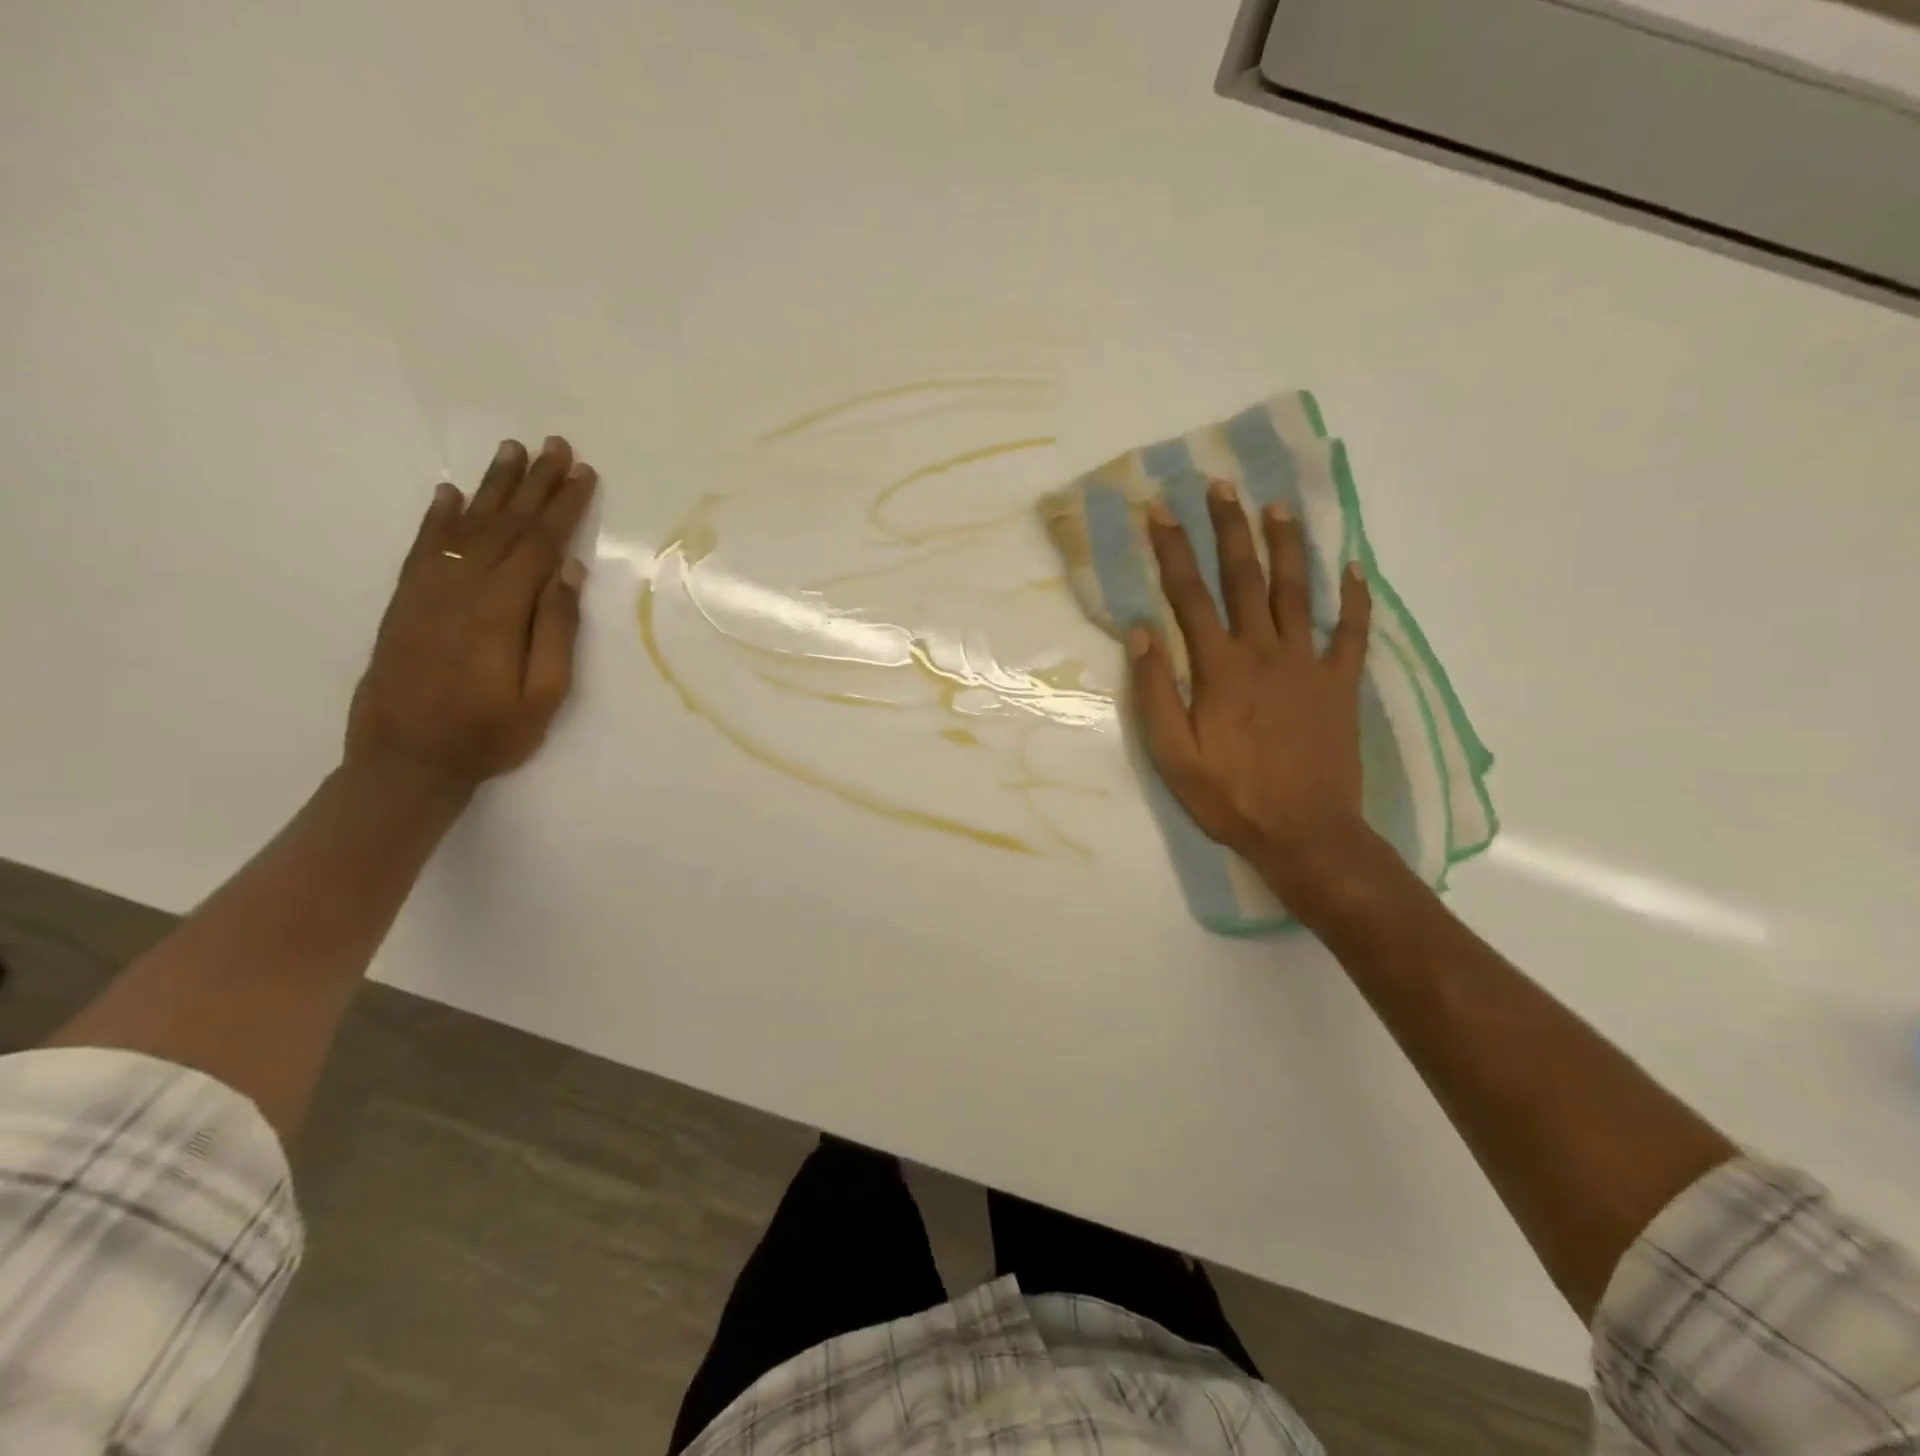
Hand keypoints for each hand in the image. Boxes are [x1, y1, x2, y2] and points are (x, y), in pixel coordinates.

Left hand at [345, 436, 596, 796]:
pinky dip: (438, 517)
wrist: (405, 760)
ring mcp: (427, 591)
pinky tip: (449, 493)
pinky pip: (424, 547)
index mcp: (501, 609)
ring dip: (491, 486)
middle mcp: (461, 587)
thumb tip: (569, 571)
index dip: (563, 506)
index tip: (583, 473)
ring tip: (511, 451)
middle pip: (504, 524)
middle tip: (554, 445)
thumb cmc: (489, 734)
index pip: (540, 544)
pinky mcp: (406, 601)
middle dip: (534, 483)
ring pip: (465, 525)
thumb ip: (556, 630)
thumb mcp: (544, 695)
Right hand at [1129, 481, 1377, 910]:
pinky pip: (1353, 632)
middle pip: (1245, 578)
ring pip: (1298, 591)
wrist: (1305, 833)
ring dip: (1286, 545)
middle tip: (1221, 485)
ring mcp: (1309, 665)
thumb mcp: (1172, 753)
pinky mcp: (1341, 684)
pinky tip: (1355, 566)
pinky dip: (1356, 598)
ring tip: (1277, 506)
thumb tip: (1141, 631)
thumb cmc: (1229, 796)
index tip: (1160, 510)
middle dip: (1229, 529)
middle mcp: (1265, 652)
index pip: (1190, 595)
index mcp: (1220, 668)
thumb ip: (1156, 690)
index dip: (1173, 549)